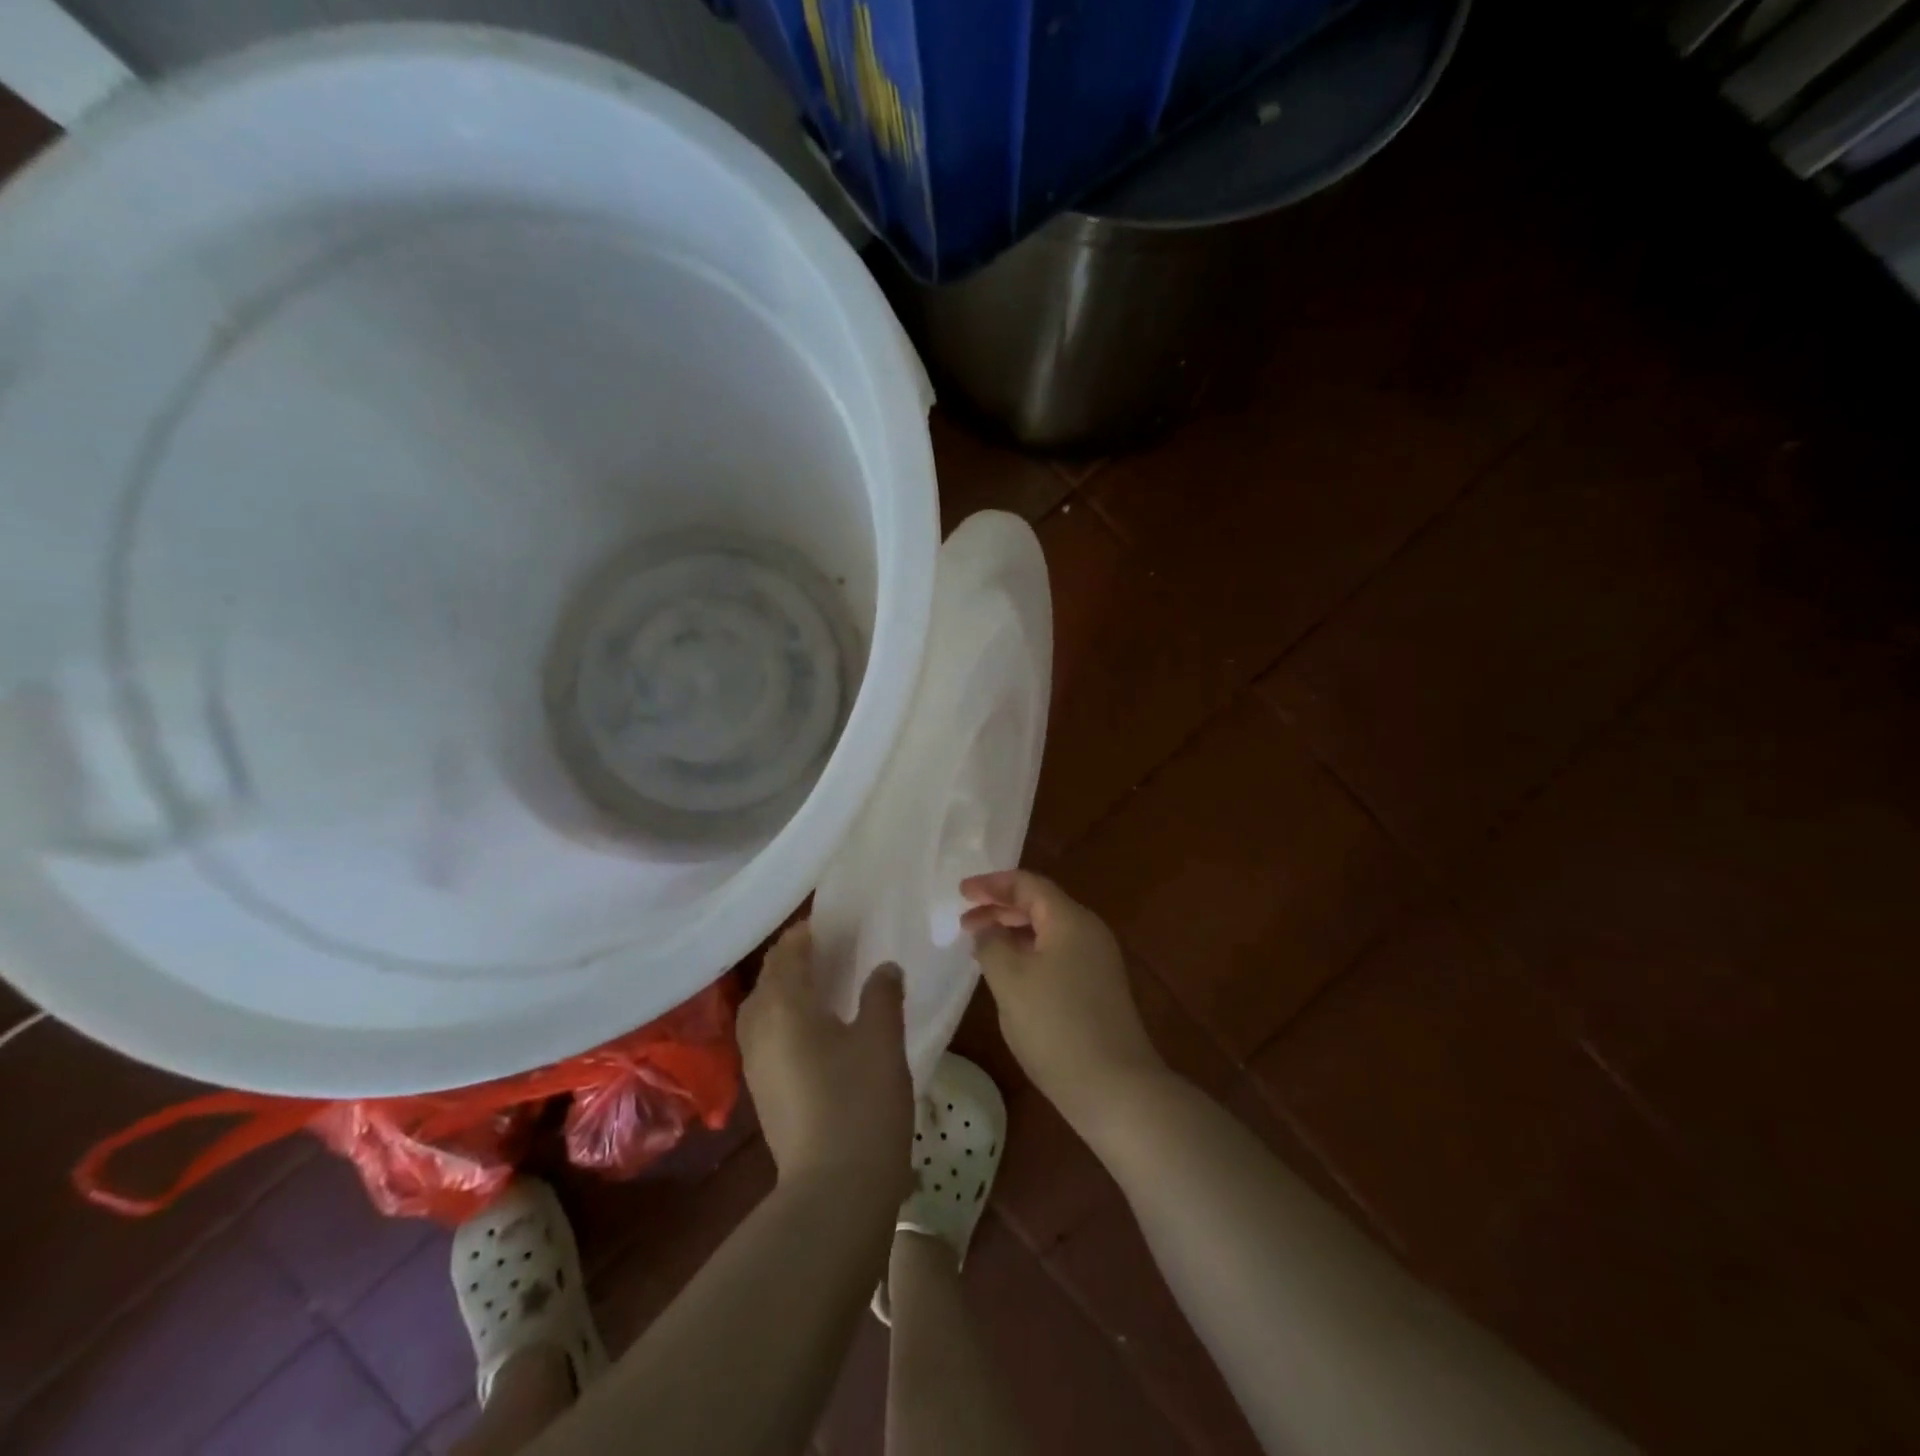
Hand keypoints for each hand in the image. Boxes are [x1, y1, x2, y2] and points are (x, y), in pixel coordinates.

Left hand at [738, 922, 913, 1201]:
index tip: (832, 923)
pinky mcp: (764, 1092)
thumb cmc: (861, 1102)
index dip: (806, 934)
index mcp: (784, 1006)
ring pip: (764, 1010)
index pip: (786, 953)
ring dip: (788, 990)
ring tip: (823, 985)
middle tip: (831, 950)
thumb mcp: (882, 1039)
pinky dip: (787, 1019)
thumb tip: (885, 968)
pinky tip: (817, 1029)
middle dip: (794, 960)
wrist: (834, 1190)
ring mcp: (756, 1064)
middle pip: (770, 979)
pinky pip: (768, 1036)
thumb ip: (882, 994)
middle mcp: (759, 1029)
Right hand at [962, 870, 1165, 1131]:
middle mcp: (1089, 932)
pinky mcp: (1097, 989)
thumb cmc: (1056, 1026)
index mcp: (1070, 920)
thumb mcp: (1011, 980)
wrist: (1115, 1087)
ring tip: (981, 946)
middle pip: (1040, 905)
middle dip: (1000, 908)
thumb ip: (992, 944)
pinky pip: (1057, 955)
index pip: (1028, 885)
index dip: (992, 884)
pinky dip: (1028, 954)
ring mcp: (1097, 962)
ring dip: (1013, 933)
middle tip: (965, 921)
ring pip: (1048, 932)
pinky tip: (1009, 976)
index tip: (961, 892)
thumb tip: (988, 928)